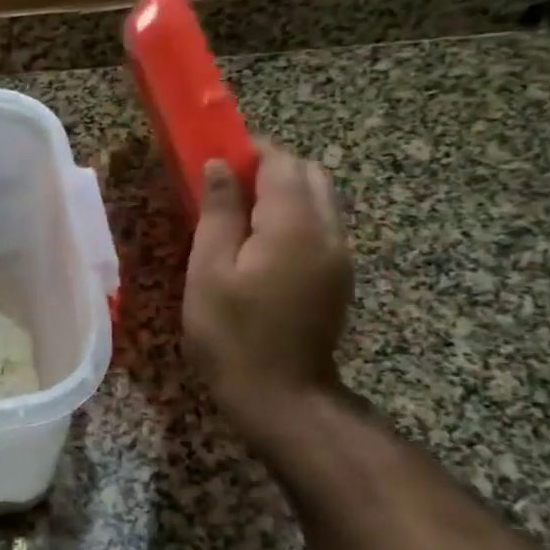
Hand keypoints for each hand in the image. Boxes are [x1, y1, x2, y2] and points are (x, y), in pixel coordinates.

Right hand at [183, 143, 352, 447]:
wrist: (281, 397)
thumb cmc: (231, 334)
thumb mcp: (209, 270)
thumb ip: (218, 212)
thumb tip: (220, 166)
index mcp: (294, 226)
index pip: (281, 163)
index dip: (249, 152)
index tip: (215, 162)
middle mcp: (329, 231)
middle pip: (309, 174)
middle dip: (269, 169)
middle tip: (226, 190)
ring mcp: (340, 256)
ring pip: (319, 199)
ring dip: (283, 193)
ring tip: (240, 218)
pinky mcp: (339, 276)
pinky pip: (321, 226)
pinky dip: (294, 218)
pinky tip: (261, 247)